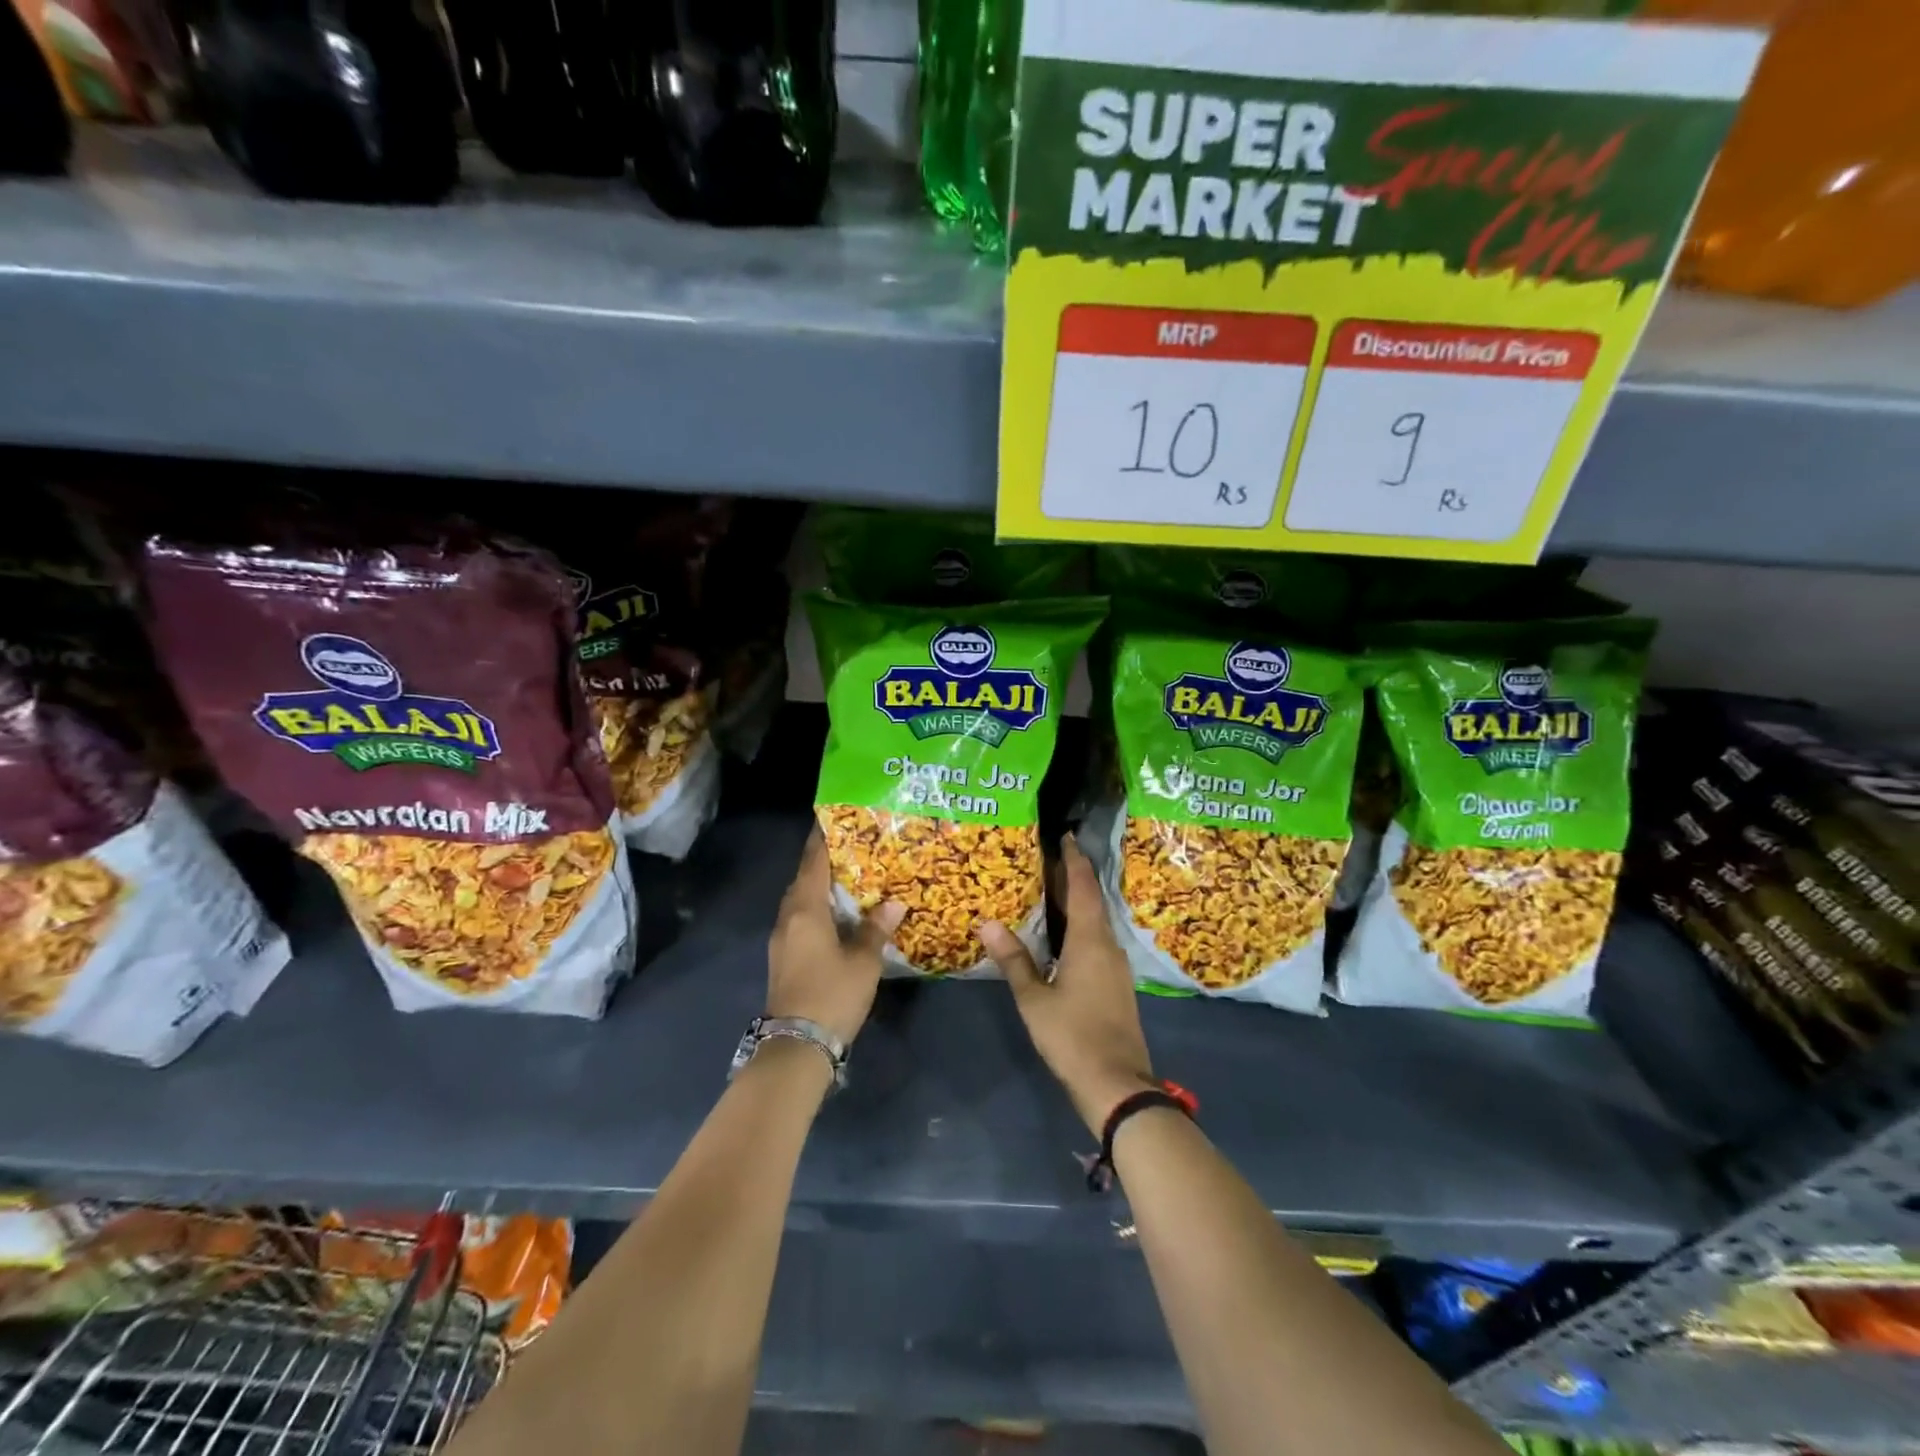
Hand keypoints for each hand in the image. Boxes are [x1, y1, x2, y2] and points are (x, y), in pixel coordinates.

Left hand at [766, 829, 904, 1045]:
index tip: (835, 815)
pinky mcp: (785, 956)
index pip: (814, 861)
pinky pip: (802, 917)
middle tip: (855, 843)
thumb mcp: (863, 962)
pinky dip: (819, 906)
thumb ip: (876, 929)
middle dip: (826, 858)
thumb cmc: (831, 995)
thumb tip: (894, 904)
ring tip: (852, 873)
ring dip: (822, 884)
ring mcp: (783, 938)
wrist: (796, 1046)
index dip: (823, 837)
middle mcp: (789, 917)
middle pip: (805, 877)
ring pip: (802, 899)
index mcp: (806, 910)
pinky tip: (840, 912)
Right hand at [979, 833, 1155, 1135]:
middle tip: (1048, 859)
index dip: (1074, 860)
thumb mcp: (1034, 998)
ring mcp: (1116, 966)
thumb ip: (1014, 960)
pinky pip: (1098, 941)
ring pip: (1097, 922)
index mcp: (1090, 941)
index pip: (1083, 887)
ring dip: (1078, 903)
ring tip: (1051, 891)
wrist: (1117, 1084)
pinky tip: (1064, 936)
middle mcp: (1108, 946)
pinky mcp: (1117, 984)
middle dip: (1074, 878)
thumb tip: (989, 923)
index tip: (1064, 837)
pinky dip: (1082, 927)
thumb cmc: (1072, 1035)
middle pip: (1092, 901)